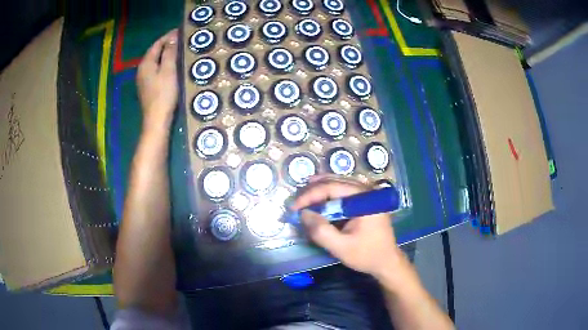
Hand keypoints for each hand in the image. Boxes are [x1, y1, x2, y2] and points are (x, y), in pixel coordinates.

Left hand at [137, 29, 178, 130]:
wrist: (157, 120)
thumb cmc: (164, 94)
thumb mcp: (169, 70)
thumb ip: (169, 52)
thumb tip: (172, 38)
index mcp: (146, 63)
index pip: (157, 44)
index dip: (168, 36)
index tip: (180, 31)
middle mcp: (141, 70)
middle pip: (154, 52)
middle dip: (166, 44)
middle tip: (181, 40)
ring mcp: (143, 80)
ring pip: (154, 62)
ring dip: (165, 55)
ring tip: (178, 51)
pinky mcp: (147, 88)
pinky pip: (155, 70)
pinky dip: (163, 64)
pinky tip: (171, 66)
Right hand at [292, 175, 403, 277]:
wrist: (387, 262)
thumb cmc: (366, 255)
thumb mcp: (341, 247)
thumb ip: (321, 231)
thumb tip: (303, 214)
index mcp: (364, 199)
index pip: (332, 188)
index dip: (310, 195)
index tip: (294, 207)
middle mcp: (367, 191)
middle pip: (336, 181)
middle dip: (313, 189)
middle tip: (296, 199)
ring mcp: (368, 195)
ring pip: (340, 184)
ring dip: (320, 189)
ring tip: (304, 196)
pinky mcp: (366, 202)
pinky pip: (344, 192)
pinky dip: (329, 195)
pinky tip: (319, 200)